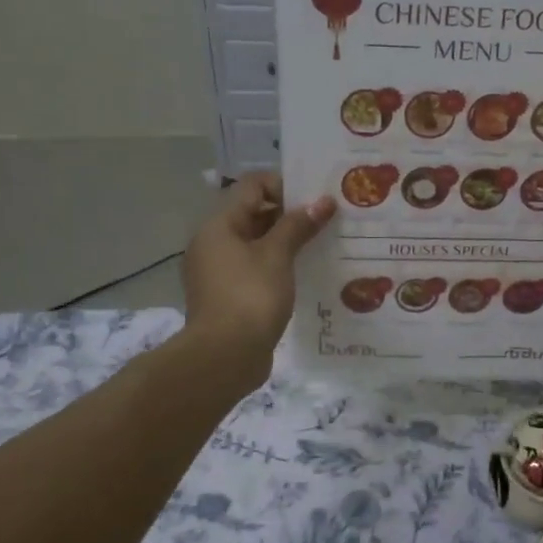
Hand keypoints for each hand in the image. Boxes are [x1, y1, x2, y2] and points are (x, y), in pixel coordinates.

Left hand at [182, 174, 334, 378]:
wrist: (224, 357)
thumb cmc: (250, 297)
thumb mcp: (277, 256)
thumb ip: (299, 225)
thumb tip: (323, 201)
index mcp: (219, 225)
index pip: (252, 186)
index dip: (285, 185)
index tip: (317, 197)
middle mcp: (213, 243)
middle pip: (254, 213)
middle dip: (290, 214)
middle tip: (328, 219)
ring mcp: (219, 272)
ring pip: (257, 244)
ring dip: (287, 242)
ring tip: (323, 244)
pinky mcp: (228, 297)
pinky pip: (256, 269)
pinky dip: (278, 266)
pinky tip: (305, 273)